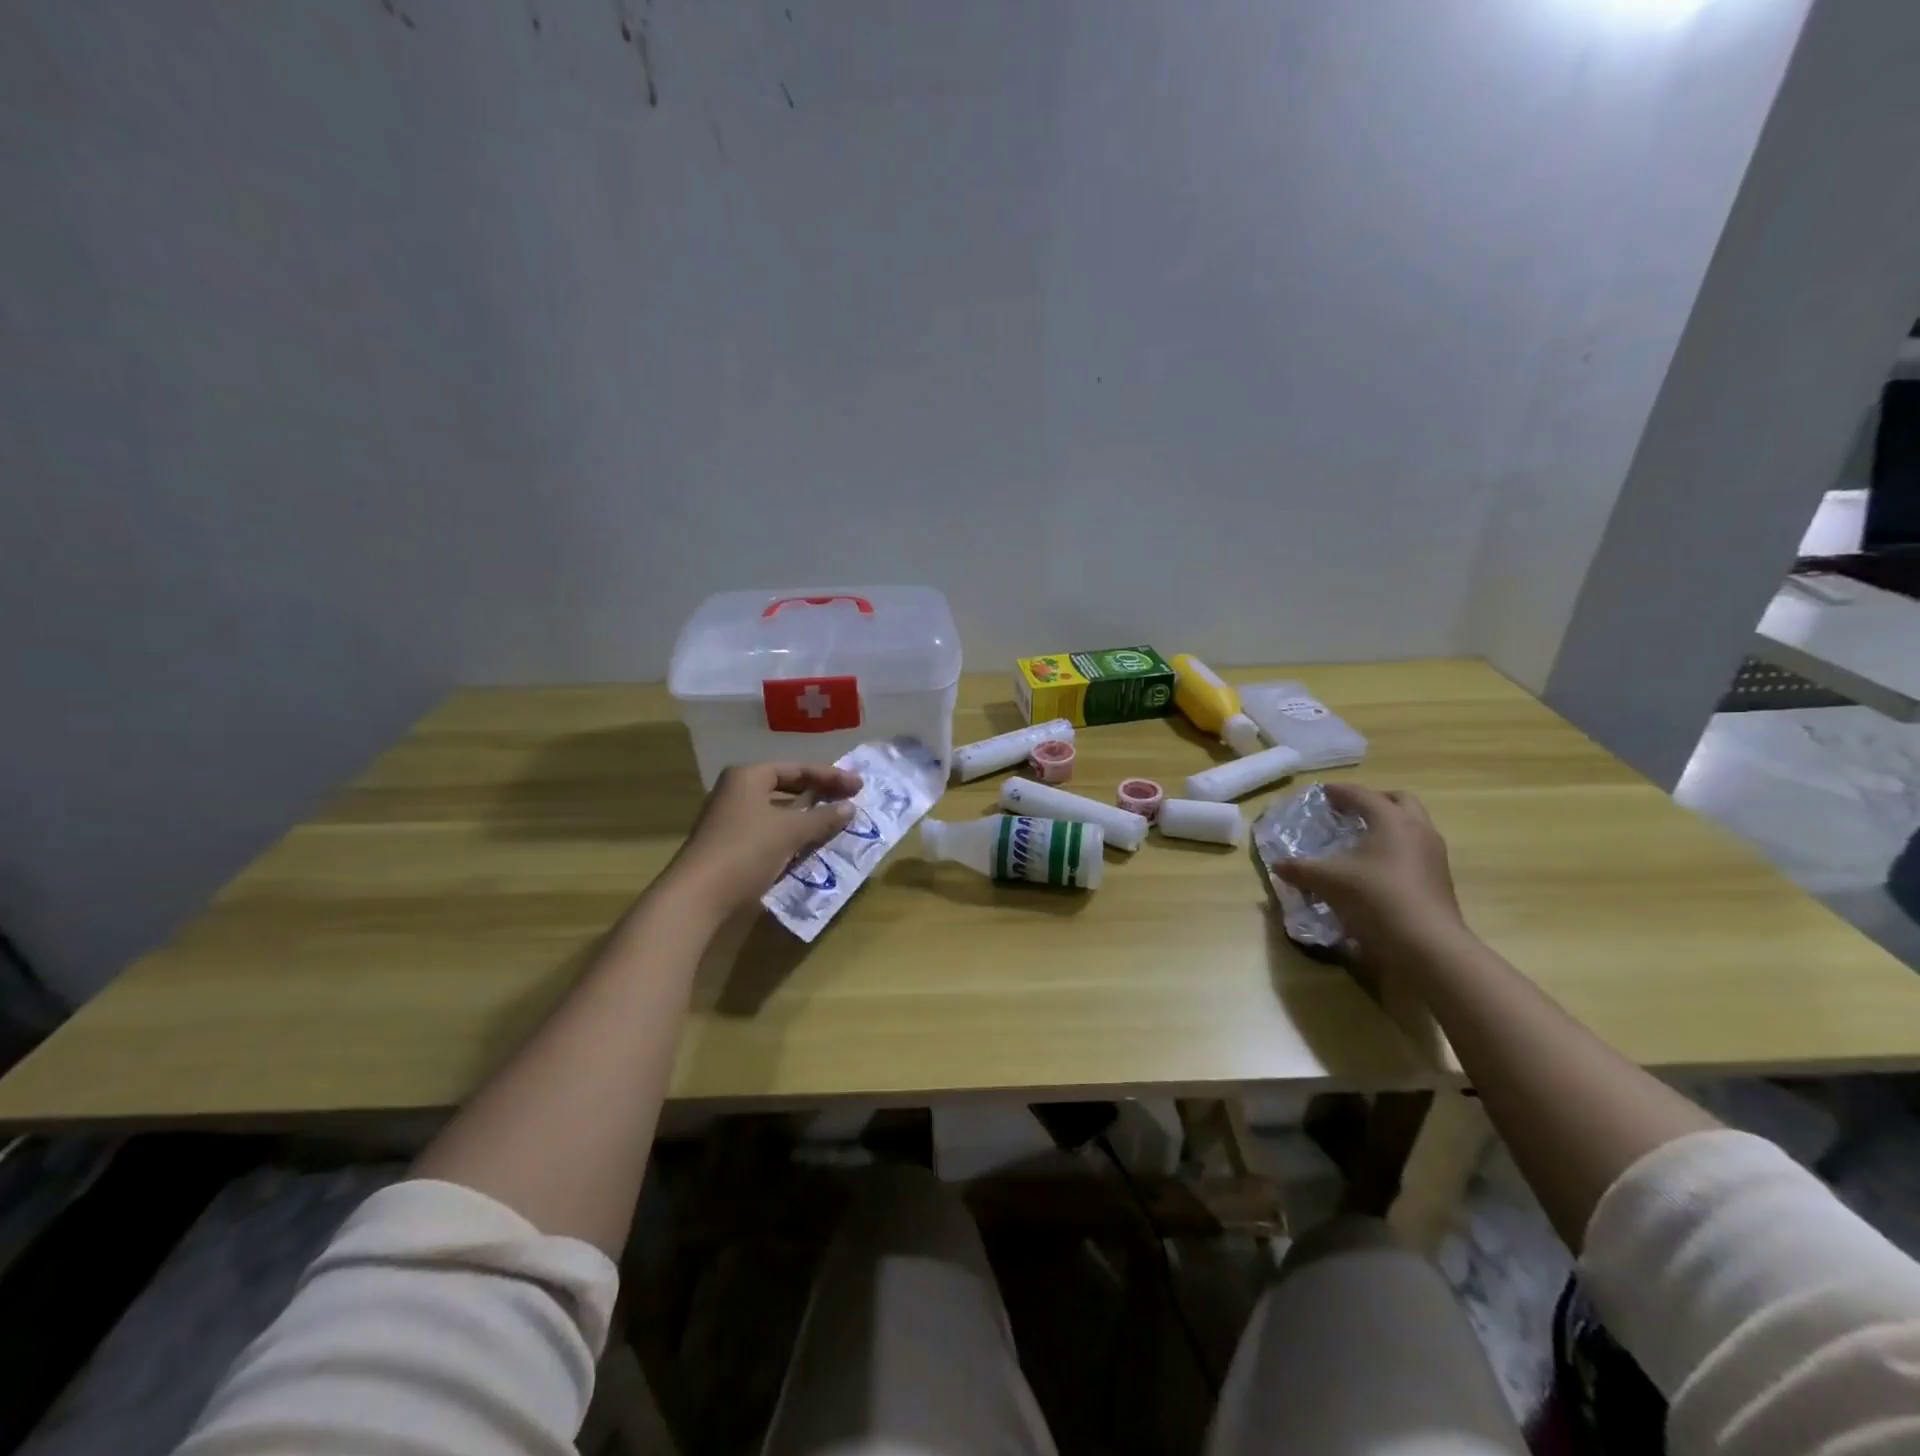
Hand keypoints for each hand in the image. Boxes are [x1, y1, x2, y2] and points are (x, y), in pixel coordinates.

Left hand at [665, 763, 862, 918]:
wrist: (698, 897)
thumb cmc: (746, 850)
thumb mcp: (791, 831)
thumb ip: (823, 817)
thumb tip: (850, 808)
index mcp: (748, 776)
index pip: (797, 769)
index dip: (830, 776)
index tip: (859, 786)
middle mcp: (737, 792)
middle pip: (787, 787)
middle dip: (819, 795)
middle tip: (849, 801)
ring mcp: (731, 819)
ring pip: (778, 812)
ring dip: (807, 818)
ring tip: (835, 823)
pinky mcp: (731, 845)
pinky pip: (770, 832)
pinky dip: (792, 835)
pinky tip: (811, 846)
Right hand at [1272, 784, 1470, 960]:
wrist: (1426, 946)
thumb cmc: (1375, 898)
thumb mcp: (1328, 882)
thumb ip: (1300, 870)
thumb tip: (1278, 865)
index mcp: (1392, 820)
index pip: (1363, 795)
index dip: (1340, 791)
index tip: (1323, 791)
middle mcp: (1418, 830)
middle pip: (1399, 801)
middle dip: (1374, 801)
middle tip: (1350, 810)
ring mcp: (1434, 855)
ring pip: (1412, 826)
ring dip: (1389, 825)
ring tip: (1362, 838)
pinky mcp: (1440, 879)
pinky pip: (1416, 850)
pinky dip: (1396, 848)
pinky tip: (1376, 867)